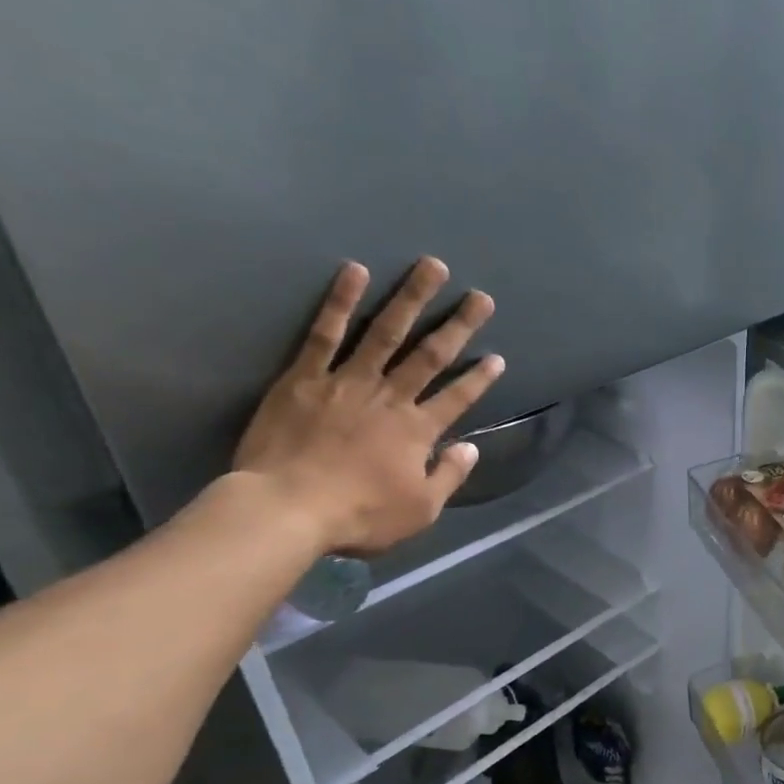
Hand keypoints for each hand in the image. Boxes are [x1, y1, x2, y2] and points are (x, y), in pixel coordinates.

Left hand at [234, 258, 502, 552]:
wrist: (287, 509)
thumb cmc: (359, 516)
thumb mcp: (420, 511)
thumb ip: (449, 476)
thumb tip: (470, 448)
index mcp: (418, 431)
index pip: (458, 398)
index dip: (479, 378)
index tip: (497, 357)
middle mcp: (390, 398)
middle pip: (430, 355)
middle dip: (459, 325)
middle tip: (479, 297)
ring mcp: (347, 382)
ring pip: (386, 333)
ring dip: (411, 298)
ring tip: (431, 267)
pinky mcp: (305, 378)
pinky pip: (324, 334)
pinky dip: (340, 302)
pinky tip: (354, 272)